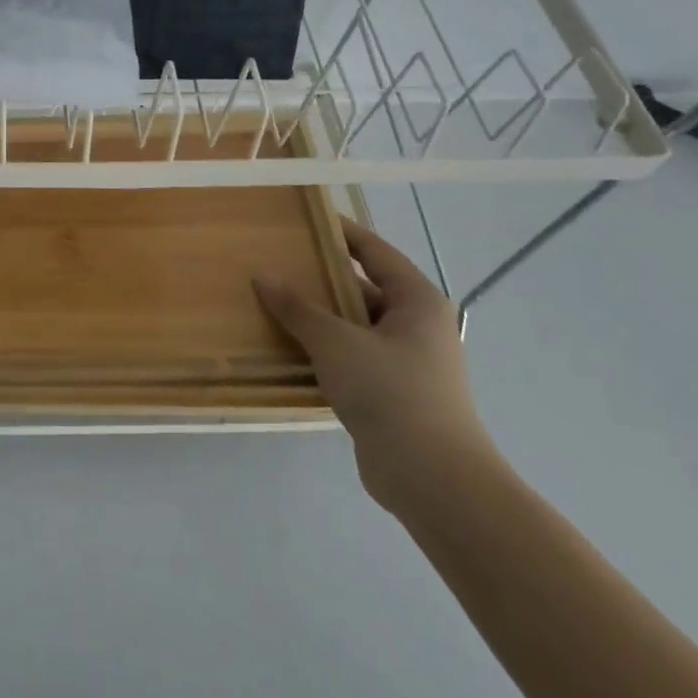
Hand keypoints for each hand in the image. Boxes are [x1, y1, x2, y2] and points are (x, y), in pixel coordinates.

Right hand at [255, 217, 494, 513]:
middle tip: (273, 263)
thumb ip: (298, 308)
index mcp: (416, 300)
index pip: (374, 250)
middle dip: (319, 278)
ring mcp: (406, 361)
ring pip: (354, 325)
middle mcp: (416, 325)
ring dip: (317, 317)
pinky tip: (287, 349)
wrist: (434, 479)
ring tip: (270, 303)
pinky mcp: (392, 393)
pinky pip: (351, 357)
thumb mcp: (336, 342)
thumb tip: (264, 276)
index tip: (302, 219)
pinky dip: (323, 350)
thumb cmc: (391, 392)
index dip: (339, 232)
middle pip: (361, 287)